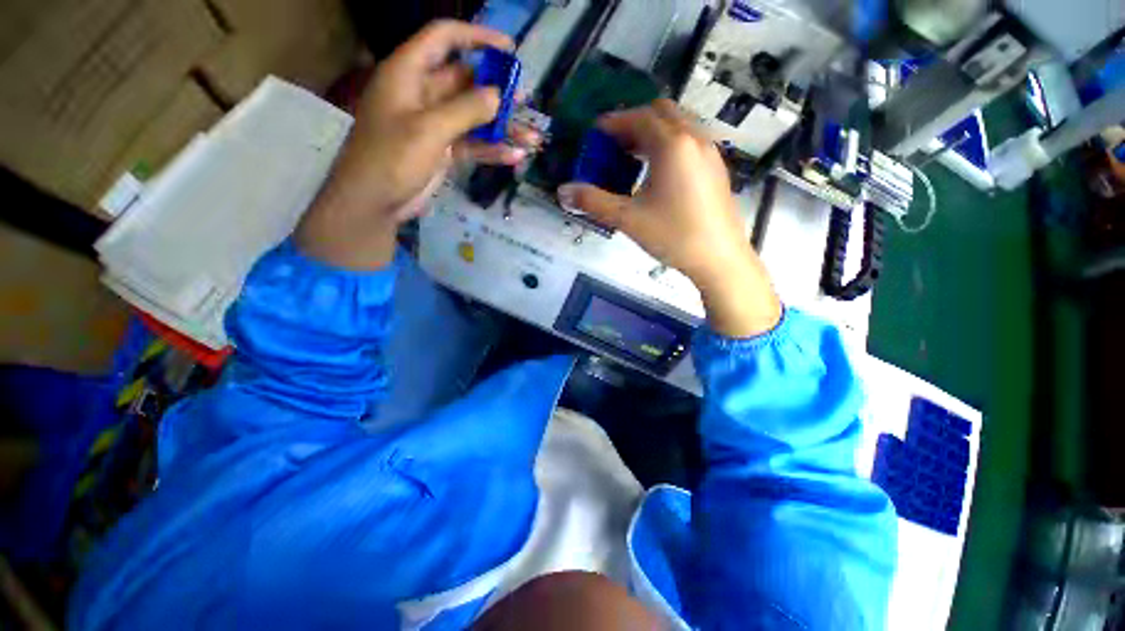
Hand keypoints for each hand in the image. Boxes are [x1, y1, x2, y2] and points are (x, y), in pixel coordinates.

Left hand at [296, 20, 537, 269]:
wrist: (374, 202)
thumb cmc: (391, 158)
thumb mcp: (428, 130)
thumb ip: (465, 110)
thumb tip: (498, 96)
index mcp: (410, 73)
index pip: (444, 38)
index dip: (477, 37)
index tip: (509, 50)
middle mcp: (424, 94)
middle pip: (467, 82)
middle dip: (497, 92)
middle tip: (526, 103)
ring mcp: (435, 124)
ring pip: (474, 118)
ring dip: (501, 128)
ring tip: (531, 138)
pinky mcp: (444, 150)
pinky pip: (473, 144)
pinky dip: (492, 150)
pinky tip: (515, 157)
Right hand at [558, 101, 780, 337]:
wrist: (719, 258)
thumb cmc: (673, 235)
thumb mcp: (628, 219)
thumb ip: (593, 202)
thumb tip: (562, 191)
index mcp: (672, 144)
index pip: (639, 117)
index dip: (614, 122)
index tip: (595, 134)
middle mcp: (694, 138)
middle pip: (661, 112)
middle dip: (634, 123)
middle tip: (614, 145)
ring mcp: (710, 152)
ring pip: (678, 126)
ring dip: (653, 133)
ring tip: (632, 158)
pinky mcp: (716, 168)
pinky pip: (689, 142)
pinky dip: (669, 145)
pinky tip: (658, 173)